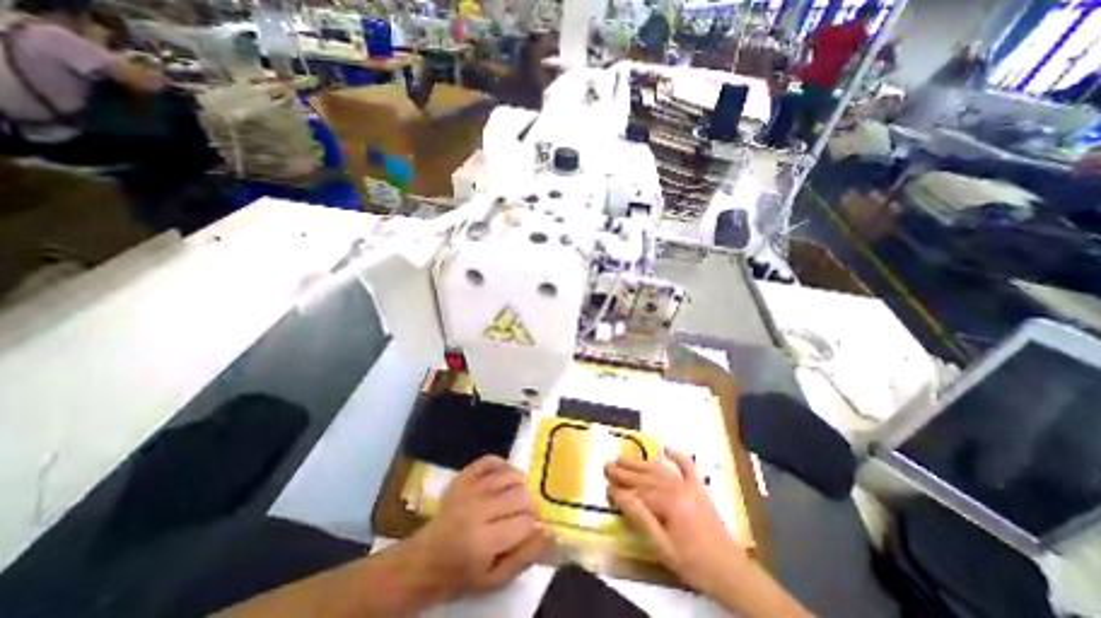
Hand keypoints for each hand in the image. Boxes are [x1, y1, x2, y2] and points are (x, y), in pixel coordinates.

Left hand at [402, 456, 546, 601]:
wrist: (424, 560)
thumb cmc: (460, 575)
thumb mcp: (493, 581)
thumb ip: (523, 557)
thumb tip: (547, 532)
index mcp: (484, 541)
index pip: (525, 523)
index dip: (534, 526)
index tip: (533, 530)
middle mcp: (477, 510)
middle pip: (519, 496)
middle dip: (530, 506)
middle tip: (527, 515)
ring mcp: (469, 490)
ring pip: (508, 476)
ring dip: (521, 484)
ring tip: (520, 495)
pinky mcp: (463, 478)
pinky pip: (488, 461)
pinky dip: (502, 464)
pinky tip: (507, 475)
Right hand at [601, 449, 748, 593]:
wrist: (730, 571)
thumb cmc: (693, 563)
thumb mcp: (662, 546)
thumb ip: (640, 518)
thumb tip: (620, 495)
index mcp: (669, 502)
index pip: (638, 491)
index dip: (620, 488)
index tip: (605, 484)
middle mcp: (677, 487)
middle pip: (646, 476)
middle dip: (625, 470)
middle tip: (607, 464)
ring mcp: (689, 485)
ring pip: (659, 469)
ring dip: (640, 462)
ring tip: (623, 458)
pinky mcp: (699, 488)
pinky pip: (687, 466)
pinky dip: (677, 456)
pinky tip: (667, 449)